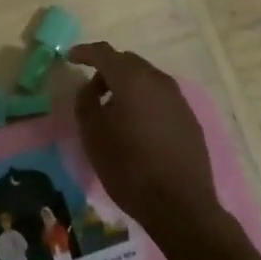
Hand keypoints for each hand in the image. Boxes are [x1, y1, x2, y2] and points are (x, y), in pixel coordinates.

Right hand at [70, 42, 221, 237]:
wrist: (182, 207)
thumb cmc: (129, 168)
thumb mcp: (93, 134)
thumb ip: (86, 101)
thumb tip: (90, 87)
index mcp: (131, 79)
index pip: (103, 52)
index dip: (85, 52)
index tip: (70, 57)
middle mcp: (157, 80)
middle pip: (127, 62)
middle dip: (107, 69)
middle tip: (93, 90)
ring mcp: (177, 98)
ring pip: (146, 78)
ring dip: (127, 85)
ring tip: (115, 110)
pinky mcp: (189, 118)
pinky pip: (161, 97)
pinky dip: (145, 100)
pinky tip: (139, 125)